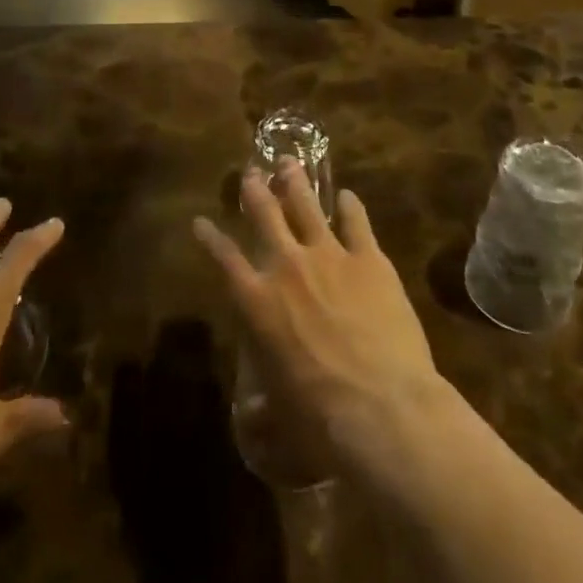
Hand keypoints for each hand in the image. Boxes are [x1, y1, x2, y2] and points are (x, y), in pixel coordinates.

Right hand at [194, 163, 446, 467]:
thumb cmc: (320, 419)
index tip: (200, 220)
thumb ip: (263, 410)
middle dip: (255, 190)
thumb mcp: (280, 418)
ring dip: (295, 182)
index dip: (210, 238)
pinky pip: (356, 221)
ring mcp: (329, 255)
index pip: (224, 260)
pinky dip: (350, 206)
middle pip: (265, 215)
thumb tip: (251, 420)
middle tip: (251, 171)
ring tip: (289, 163)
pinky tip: (347, 196)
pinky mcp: (369, 257)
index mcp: (257, 302)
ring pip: (306, 205)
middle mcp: (287, 267)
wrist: (382, 407)